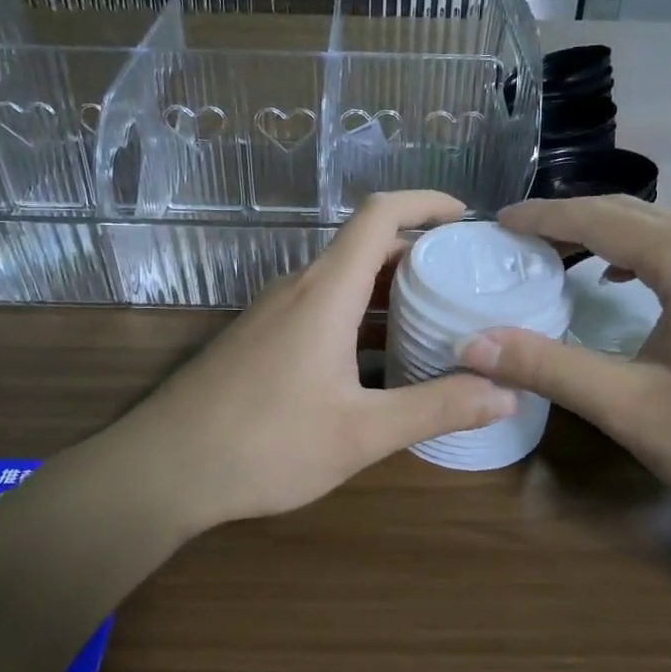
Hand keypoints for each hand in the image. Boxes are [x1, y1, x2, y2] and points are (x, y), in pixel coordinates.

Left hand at [81, 192, 516, 530]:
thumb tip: (507, 394)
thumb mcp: (360, 432)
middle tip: (467, 281)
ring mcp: (273, 314)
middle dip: (418, 254)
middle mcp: (298, 289)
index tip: (467, 217)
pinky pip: (320, 310)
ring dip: (388, 291)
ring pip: (342, 282)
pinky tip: (379, 363)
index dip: (425, 202)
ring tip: (436, 319)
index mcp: (326, 292)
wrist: (163, 469)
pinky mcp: (260, 340)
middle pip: (364, 247)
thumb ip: (435, 408)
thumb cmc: (265, 443)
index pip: (379, 214)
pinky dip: (359, 319)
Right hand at [458, 197, 670, 531]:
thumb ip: (549, 367)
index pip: (601, 218)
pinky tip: (622, 283)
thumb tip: (472, 344)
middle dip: (571, 219)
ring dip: (607, 235)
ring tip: (559, 255)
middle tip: (518, 238)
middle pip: (634, 213)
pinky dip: (641, 255)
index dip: (544, 216)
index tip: (497, 221)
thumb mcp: (632, 408)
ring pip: (663, 230)